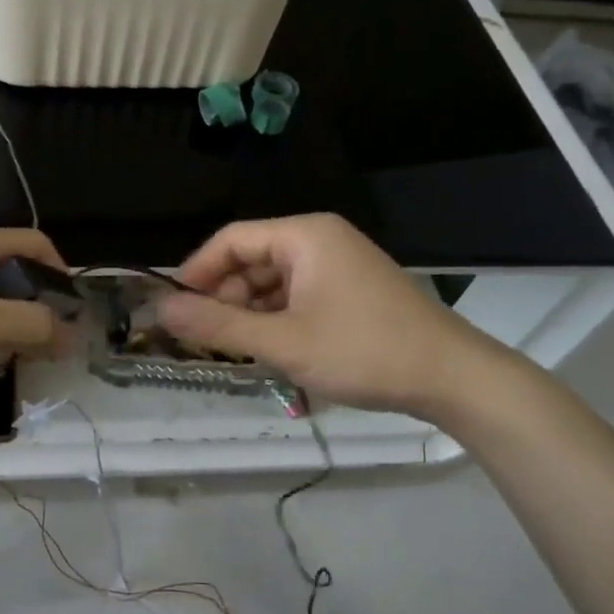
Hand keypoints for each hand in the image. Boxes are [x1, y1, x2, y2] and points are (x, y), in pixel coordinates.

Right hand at [156, 214, 513, 416]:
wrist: (453, 377)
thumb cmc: (363, 351)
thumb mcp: (283, 342)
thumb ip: (218, 325)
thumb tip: (161, 310)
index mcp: (304, 235)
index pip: (231, 240)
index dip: (195, 272)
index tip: (172, 309)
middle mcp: (320, 239)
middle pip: (251, 259)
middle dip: (223, 297)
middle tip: (201, 339)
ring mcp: (338, 264)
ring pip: (273, 281)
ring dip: (248, 312)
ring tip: (233, 351)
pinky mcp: (350, 289)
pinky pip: (297, 295)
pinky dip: (276, 318)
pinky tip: (268, 349)